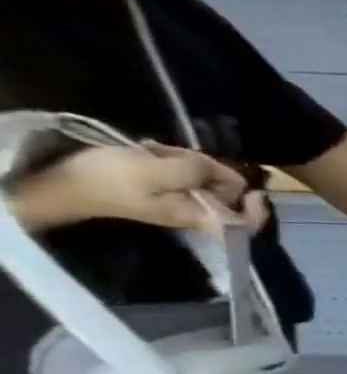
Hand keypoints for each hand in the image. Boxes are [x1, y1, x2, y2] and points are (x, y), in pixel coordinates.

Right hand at [7, 144, 259, 233]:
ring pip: (207, 178)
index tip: (255, 191)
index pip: (247, 222)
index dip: (258, 208)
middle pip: (228, 190)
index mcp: (202, 216)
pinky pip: (186, 173)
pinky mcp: (167, 189)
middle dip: (211, 170)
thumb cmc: (109, 179)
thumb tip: (229, 176)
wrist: (60, 182)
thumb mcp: (158, 170)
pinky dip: (175, 161)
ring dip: (189, 161)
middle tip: (177, 155)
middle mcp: (198, 212)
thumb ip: (199, 172)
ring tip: (158, 151)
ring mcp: (183, 200)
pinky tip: (153, 151)